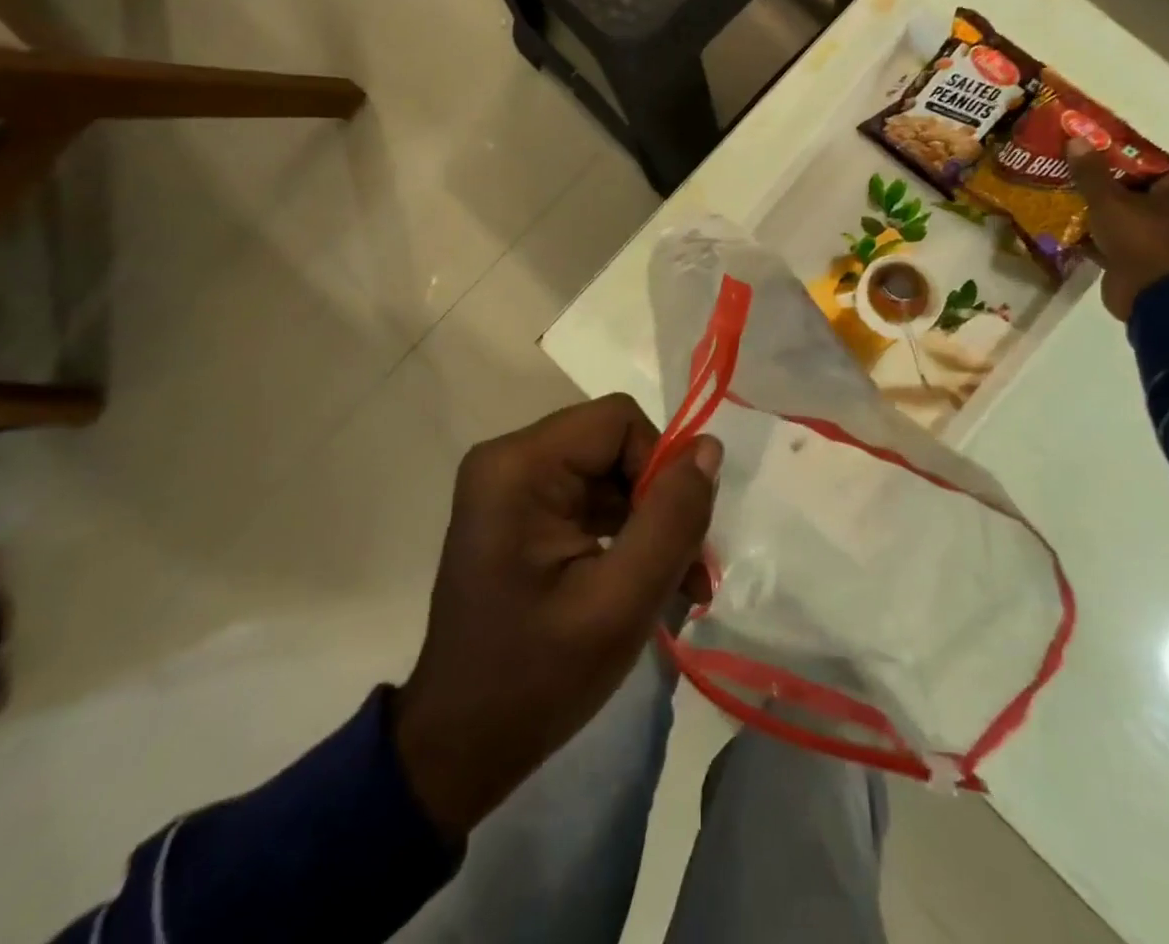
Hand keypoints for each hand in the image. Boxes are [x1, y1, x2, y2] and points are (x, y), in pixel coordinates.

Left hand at [392, 394, 720, 839]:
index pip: (618, 421)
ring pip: (609, 471)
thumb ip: (672, 519)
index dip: (660, 466)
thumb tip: (708, 448)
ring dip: (648, 521)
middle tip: (688, 572)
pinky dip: (624, 532)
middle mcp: (509, 458)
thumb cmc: (536, 679)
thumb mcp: (620, 603)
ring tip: (679, 586)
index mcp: (519, 466)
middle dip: (658, 501)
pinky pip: (589, 496)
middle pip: (614, 444)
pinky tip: (645, 582)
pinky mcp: (520, 511)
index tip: (677, 536)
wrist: (459, 747)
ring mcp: (511, 484)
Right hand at [1067, 137, 1168, 320]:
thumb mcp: (1110, 200)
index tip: (1088, 145)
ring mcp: (1147, 237)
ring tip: (1056, 191)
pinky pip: (1104, 238)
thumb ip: (1090, 172)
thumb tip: (1075, 140)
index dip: (1117, 152)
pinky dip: (1085, 232)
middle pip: (1127, 188)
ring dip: (1088, 207)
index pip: (1146, 163)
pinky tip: (1059, 223)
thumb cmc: (1139, 239)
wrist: (1150, 295)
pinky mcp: (1129, 258)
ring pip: (1113, 214)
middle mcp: (1165, 212)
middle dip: (1096, 179)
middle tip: (1065, 166)